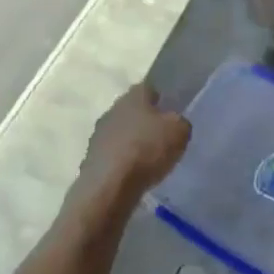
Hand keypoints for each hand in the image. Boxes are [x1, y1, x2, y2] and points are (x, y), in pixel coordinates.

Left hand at [76, 83, 189, 198]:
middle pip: (135, 110)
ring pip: (124, 132)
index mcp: (133, 95)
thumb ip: (181, 122)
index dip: (164, 95)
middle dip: (149, 120)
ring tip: (154, 157)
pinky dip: (126, 161)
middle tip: (167, 134)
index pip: (151, 86)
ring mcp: (99, 135)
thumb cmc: (147, 149)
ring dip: (136, 141)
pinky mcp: (92, 159)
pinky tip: (138, 173)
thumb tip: (176, 123)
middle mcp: (113, 109)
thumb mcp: (180, 131)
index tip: (176, 108)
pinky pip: (116, 154)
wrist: (109, 187)